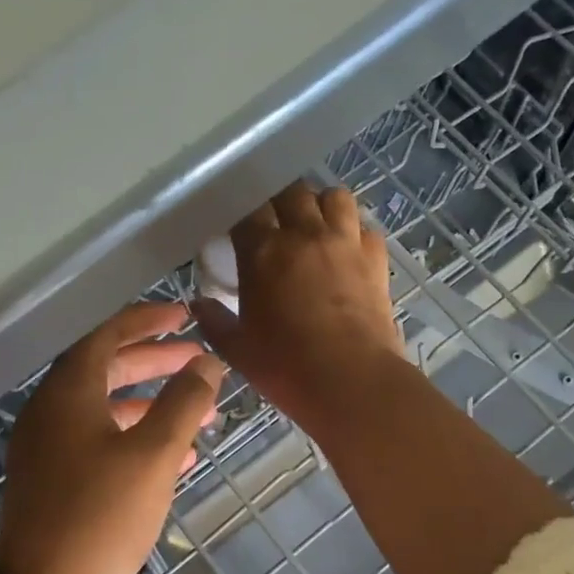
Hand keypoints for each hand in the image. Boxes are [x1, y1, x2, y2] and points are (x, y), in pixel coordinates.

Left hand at [0, 303, 224, 573]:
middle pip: (106, 371)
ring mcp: (48, 451)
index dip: (146, 321)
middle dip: (154, 363)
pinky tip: (178, 458)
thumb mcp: (154, 454)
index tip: (183, 316)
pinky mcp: (55, 484)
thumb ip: (184, 402)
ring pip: (106, 411)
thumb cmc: (102, 515)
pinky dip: (137, 441)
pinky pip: (100, 445)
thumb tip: (207, 363)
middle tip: (197, 362)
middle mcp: (50, 414)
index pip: (107, 337)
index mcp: (67, 394)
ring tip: (200, 411)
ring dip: (152, 406)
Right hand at [191, 183, 403, 434]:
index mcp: (263, 251)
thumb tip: (198, 304)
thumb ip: (214, 322)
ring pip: (334, 197)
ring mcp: (345, 242)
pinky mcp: (376, 259)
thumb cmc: (287, 368)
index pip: (247, 209)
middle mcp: (305, 234)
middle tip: (273, 222)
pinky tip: (347, 249)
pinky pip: (365, 227)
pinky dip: (354, 231)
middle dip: (279, 201)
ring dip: (320, 205)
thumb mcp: (238, 350)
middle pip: (291, 192)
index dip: (240, 212)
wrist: (353, 382)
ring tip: (314, 225)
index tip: (237, 227)